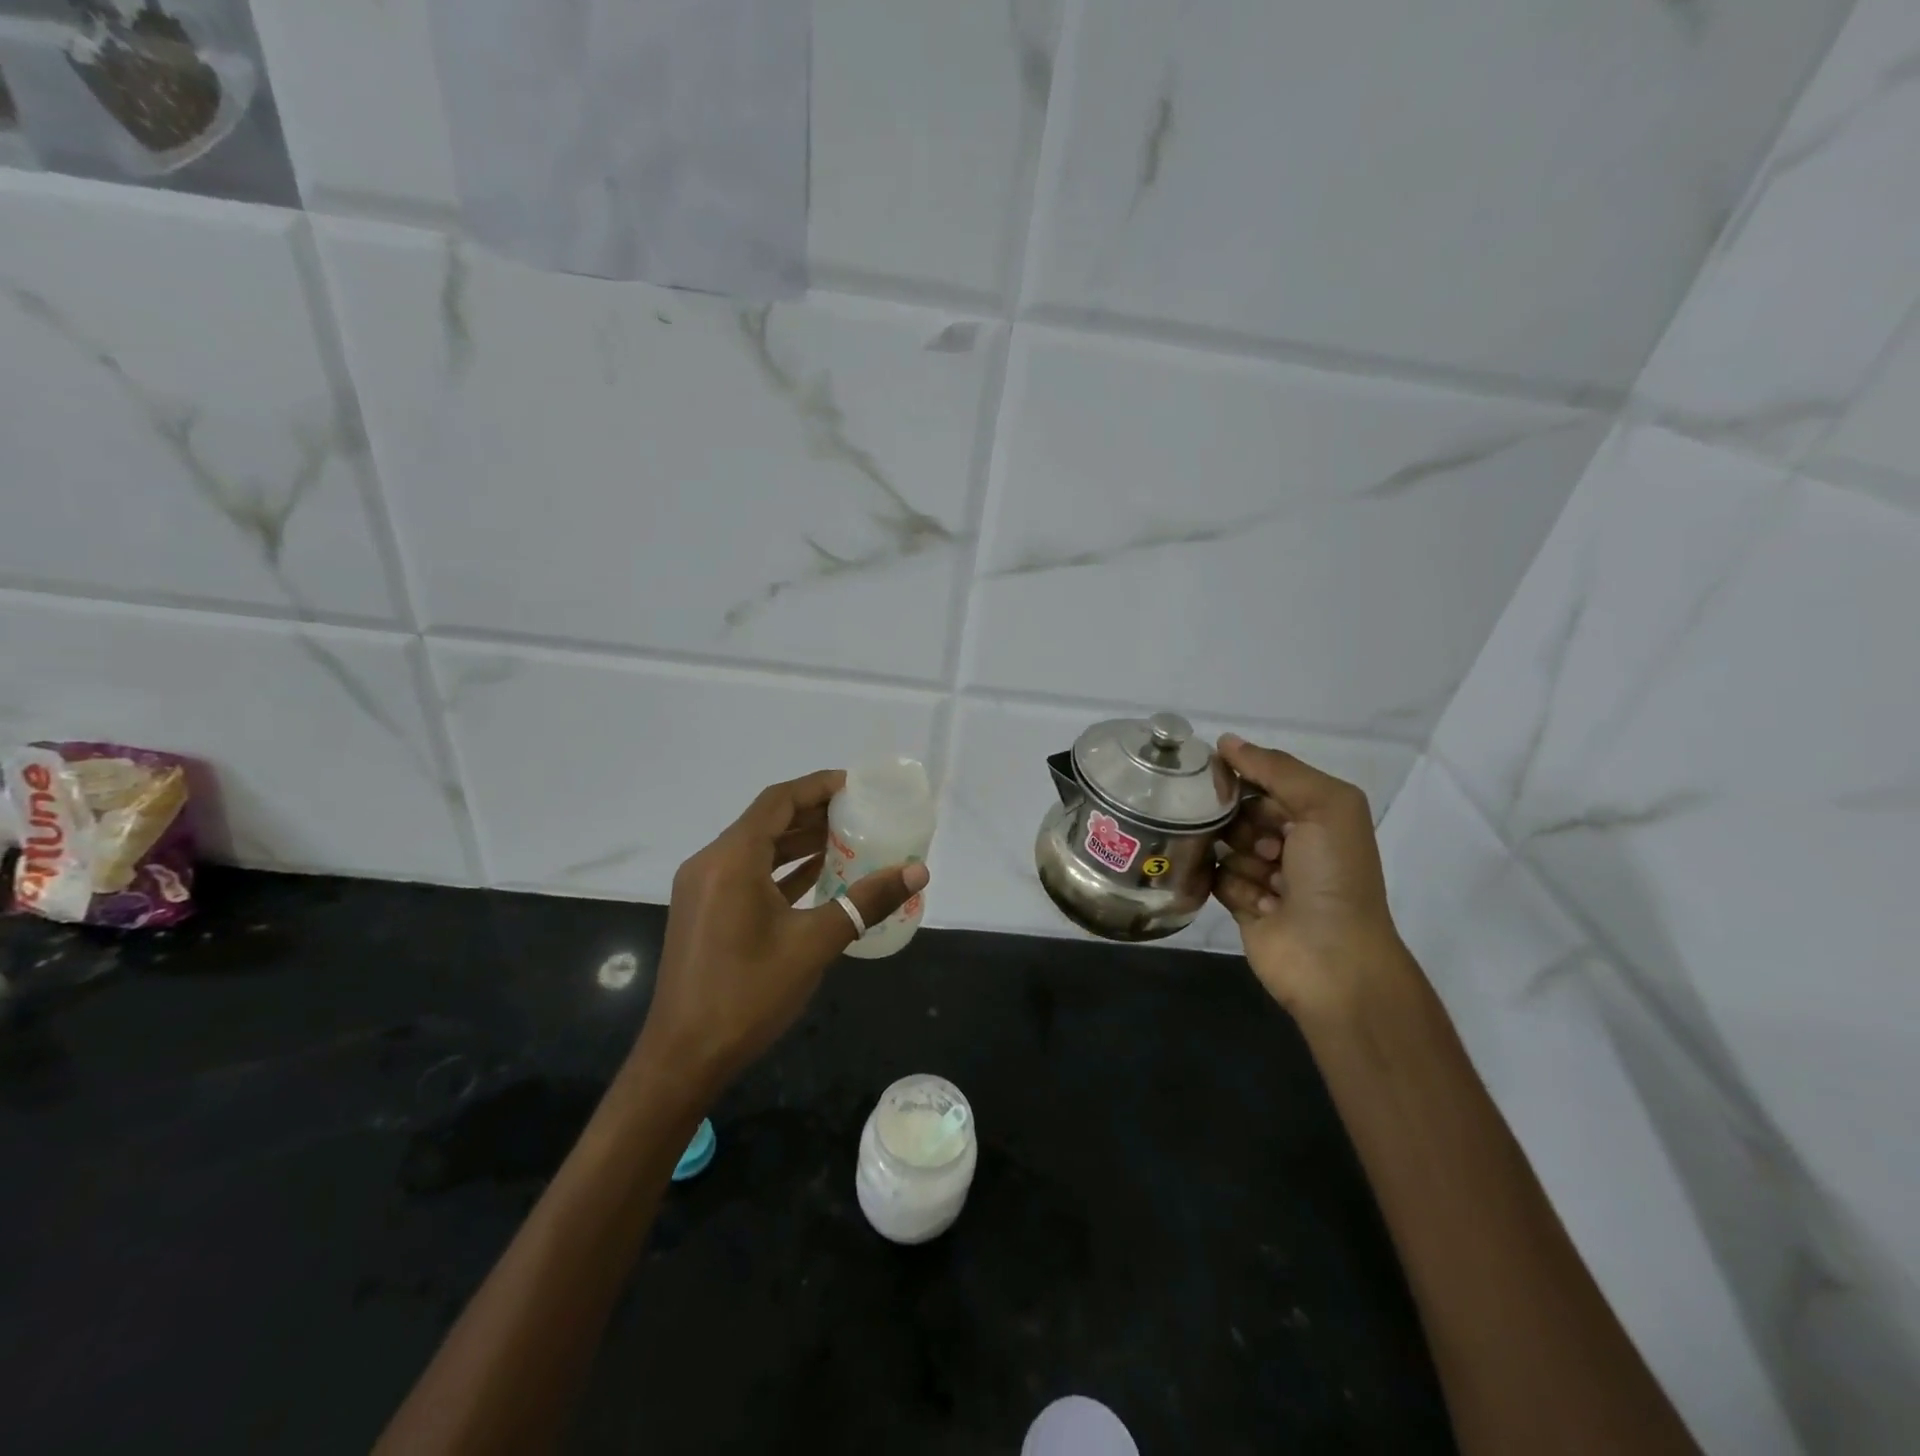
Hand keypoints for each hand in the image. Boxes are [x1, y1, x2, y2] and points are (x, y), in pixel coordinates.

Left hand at [634, 770, 927, 1094]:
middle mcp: (711, 863)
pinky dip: (781, 868)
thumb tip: (917, 872)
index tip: (855, 785)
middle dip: (812, 812)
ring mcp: (703, 888)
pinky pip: (747, 873)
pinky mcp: (704, 911)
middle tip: (859, 812)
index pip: (777, 801)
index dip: (817, 786)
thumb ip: (865, 902)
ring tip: (846, 837)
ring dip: (798, 840)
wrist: (684, 1057)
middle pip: (766, 820)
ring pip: (756, 848)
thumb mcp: (814, 944)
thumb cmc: (748, 994)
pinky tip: (817, 874)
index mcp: (731, 860)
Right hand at [1211, 735, 1412, 1022]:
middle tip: (1262, 843)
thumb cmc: (1335, 876)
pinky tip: (1258, 903)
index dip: (1243, 776)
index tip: (1214, 775)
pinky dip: (1231, 886)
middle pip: (1240, 812)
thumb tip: (1225, 741)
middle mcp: (1291, 841)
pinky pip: (1217, 879)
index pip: (1266, 779)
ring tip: (1266, 880)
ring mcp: (1266, 875)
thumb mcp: (1324, 806)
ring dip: (1241, 858)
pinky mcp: (1243, 905)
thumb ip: (1277, 768)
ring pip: (1225, 845)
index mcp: (1316, 813)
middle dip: (1240, 821)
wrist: (1333, 959)